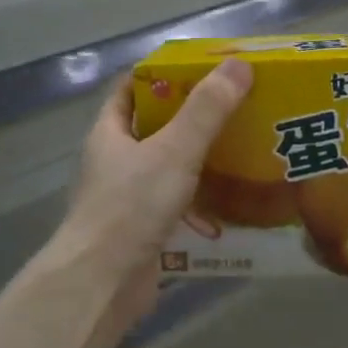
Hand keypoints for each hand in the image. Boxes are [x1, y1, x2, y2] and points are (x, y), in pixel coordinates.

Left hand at [59, 59, 253, 312]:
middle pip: (155, 127)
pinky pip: (178, 203)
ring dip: (201, 159)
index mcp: (110, 133)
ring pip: (169, 167)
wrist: (103, 283)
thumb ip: (207, 110)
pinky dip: (202, 199)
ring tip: (244, 147)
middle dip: (192, 116)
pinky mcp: (144, 229)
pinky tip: (234, 198)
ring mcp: (128, 197)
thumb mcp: (174, 150)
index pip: (131, 89)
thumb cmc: (131, 206)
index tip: (203, 69)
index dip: (162, 74)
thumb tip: (239, 64)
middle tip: (236, 105)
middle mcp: (115, 161)